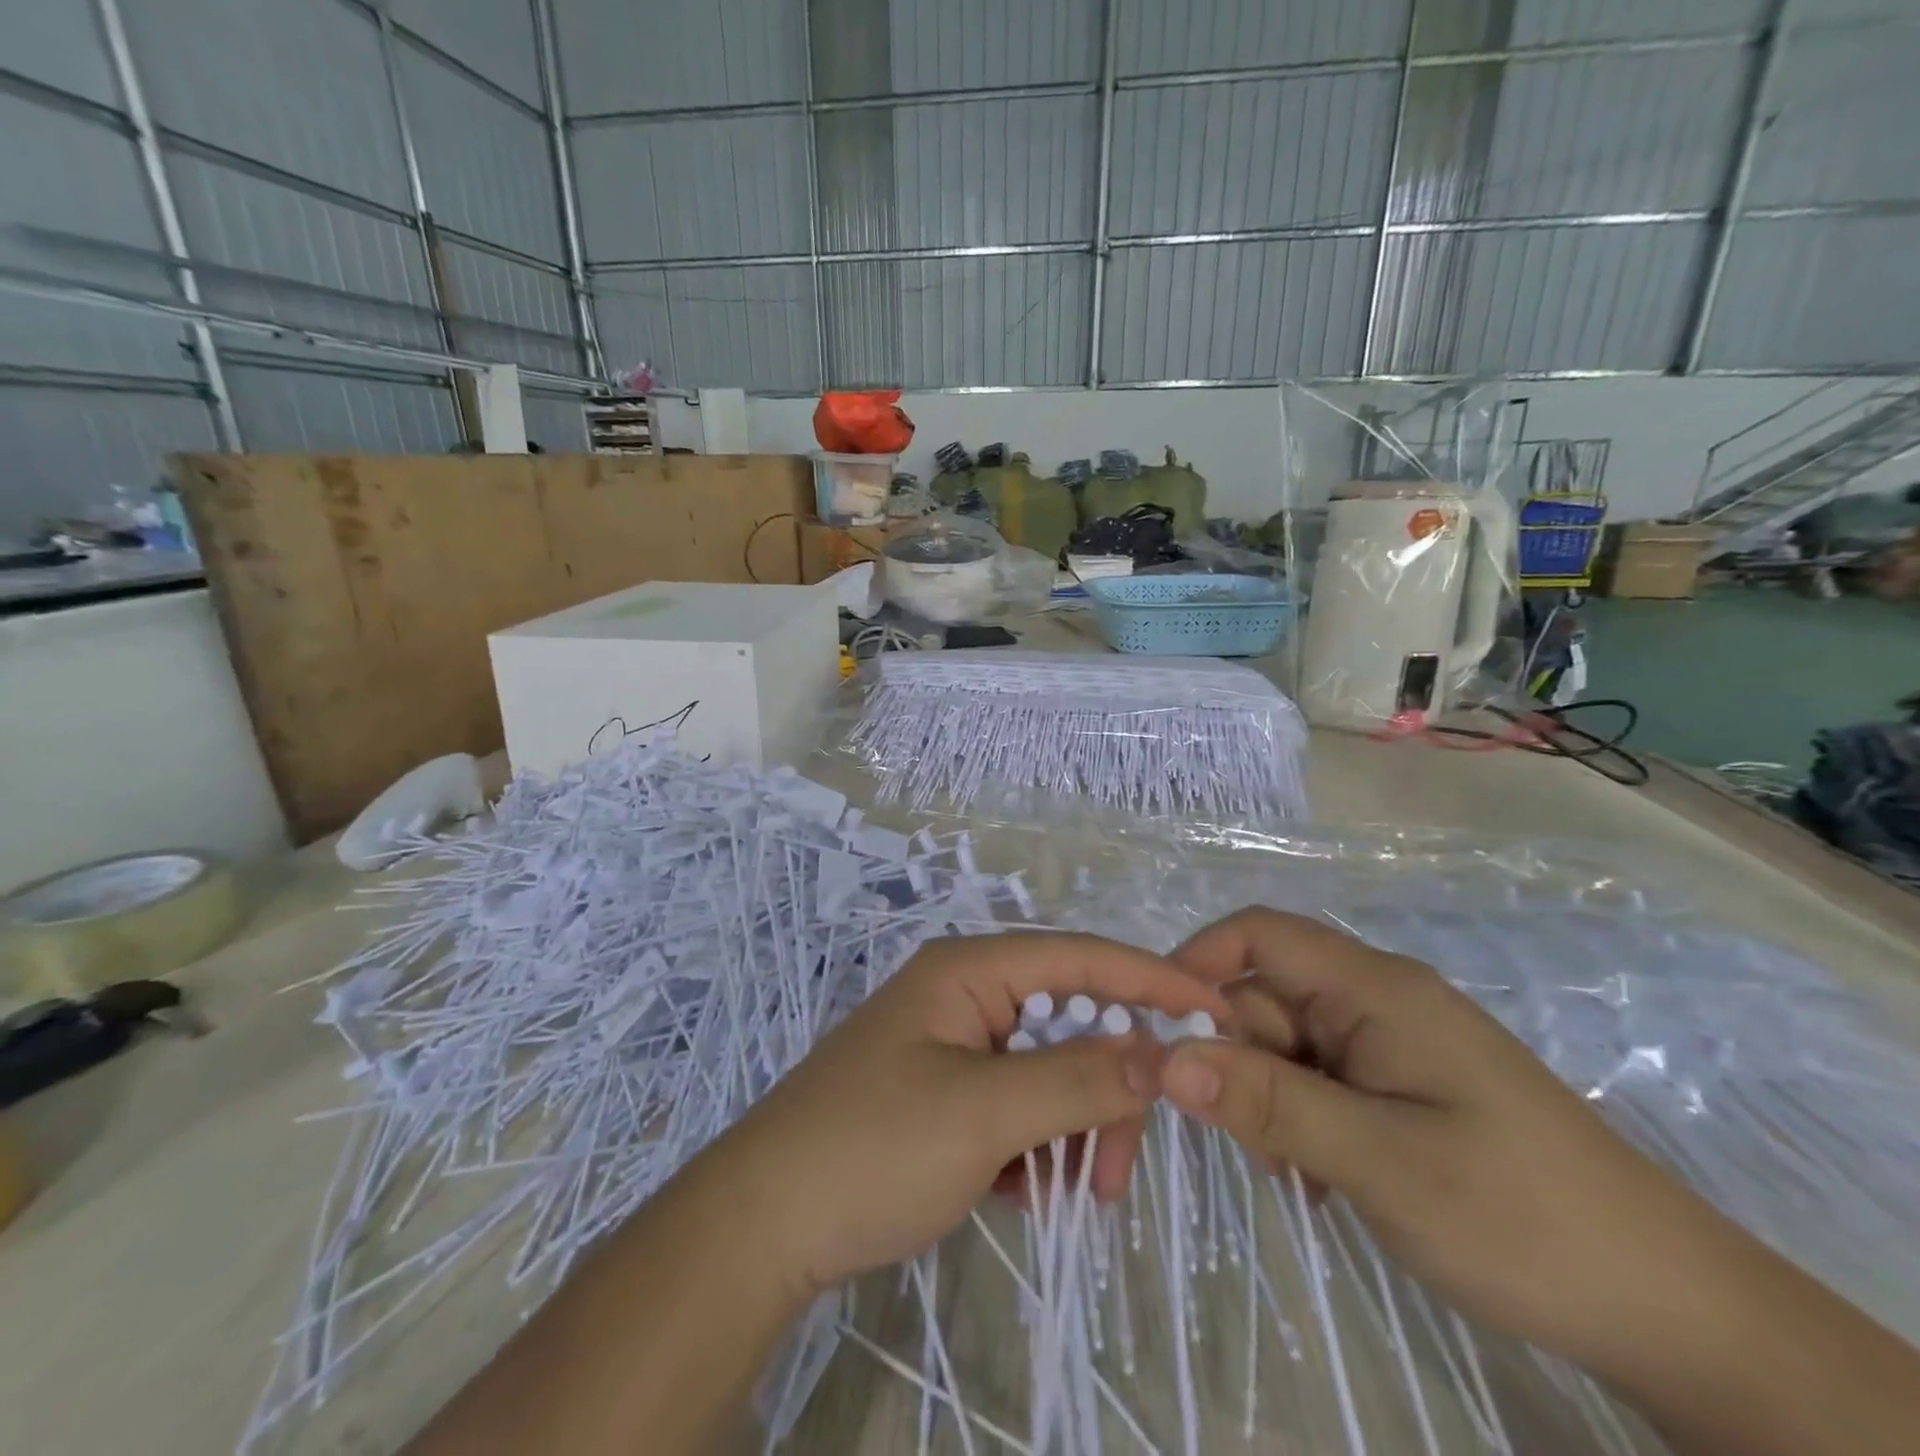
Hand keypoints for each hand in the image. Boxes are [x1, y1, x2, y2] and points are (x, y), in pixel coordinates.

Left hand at [715, 931, 1230, 1299]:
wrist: (763, 1226)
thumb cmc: (873, 1149)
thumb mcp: (984, 1114)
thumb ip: (1078, 1080)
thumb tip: (1160, 1051)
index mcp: (968, 972)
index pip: (1078, 958)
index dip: (1149, 979)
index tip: (1214, 1012)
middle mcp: (964, 997)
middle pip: (1069, 1024)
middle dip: (1105, 1091)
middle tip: (1115, 1169)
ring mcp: (953, 1047)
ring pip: (1048, 1073)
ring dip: (1072, 1130)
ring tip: (1066, 1195)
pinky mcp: (944, 1095)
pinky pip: (1018, 1107)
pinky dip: (1036, 1148)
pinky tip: (1023, 1192)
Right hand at [1157, 907, 1739, 1371]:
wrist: (1674, 1311)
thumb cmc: (1521, 1216)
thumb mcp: (1380, 1161)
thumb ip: (1267, 1101)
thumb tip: (1163, 1057)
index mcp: (1374, 988)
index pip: (1258, 935)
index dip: (1197, 965)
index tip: (1160, 1032)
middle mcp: (1377, 1000)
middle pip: (1265, 996)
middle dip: (1235, 1057)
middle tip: (1249, 1142)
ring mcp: (1391, 1044)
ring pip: (1286, 1045)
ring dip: (1268, 1099)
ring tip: (1300, 1172)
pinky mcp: (1401, 1086)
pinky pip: (1317, 1080)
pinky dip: (1300, 1120)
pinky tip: (1322, 1179)